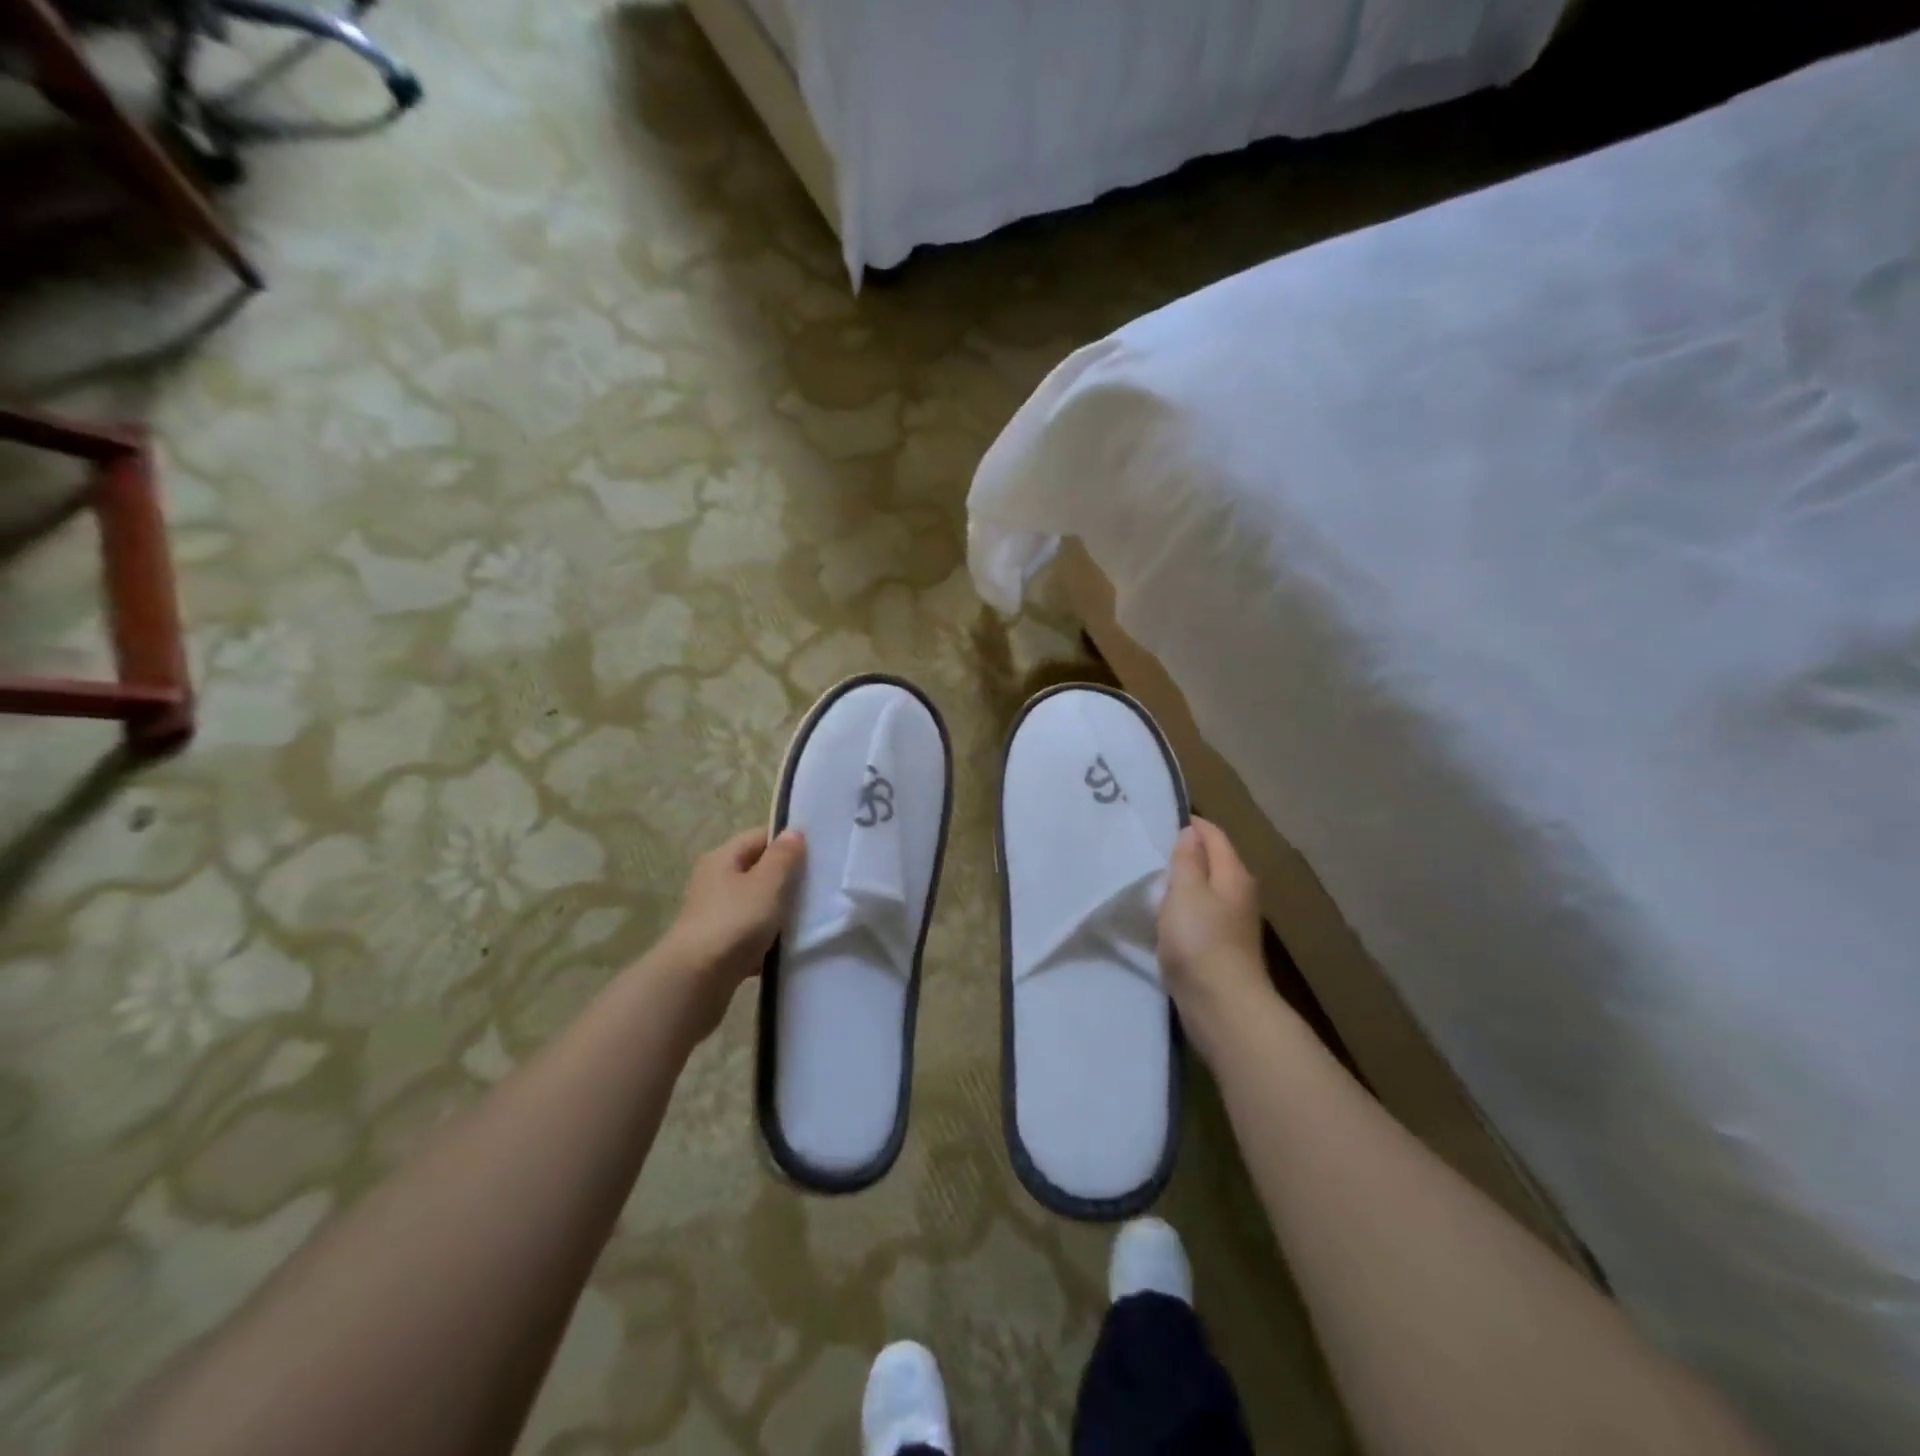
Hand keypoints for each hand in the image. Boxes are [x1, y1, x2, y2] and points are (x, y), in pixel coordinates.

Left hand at [657, 827, 805, 1041]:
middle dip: (786, 878)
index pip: (759, 837)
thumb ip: (783, 857)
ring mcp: (714, 915)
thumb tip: (793, 832)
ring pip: (755, 905)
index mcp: (722, 859)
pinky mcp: (718, 946)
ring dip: (778, 912)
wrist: (695, 981)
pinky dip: (767, 940)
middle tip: (818, 886)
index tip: (817, 854)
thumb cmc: (734, 922)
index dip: (787, 841)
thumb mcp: (767, 883)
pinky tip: (787, 949)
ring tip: (808, 918)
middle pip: (757, 871)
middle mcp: (714, 882)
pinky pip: (750, 935)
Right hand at [1158, 818, 1269, 1043]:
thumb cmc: (1201, 940)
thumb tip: (1190, 832)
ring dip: (1182, 882)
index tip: (1156, 820)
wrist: (1222, 1005)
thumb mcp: (1186, 891)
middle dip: (1184, 852)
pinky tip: (1162, 914)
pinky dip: (1182, 908)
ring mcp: (1233, 922)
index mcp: (1234, 873)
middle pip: (1212, 860)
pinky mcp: (1221, 946)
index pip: (1213, 834)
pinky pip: (1199, 914)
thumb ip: (1187, 859)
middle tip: (1147, 848)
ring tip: (1149, 878)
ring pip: (1205, 889)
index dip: (1189, 823)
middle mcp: (1239, 893)